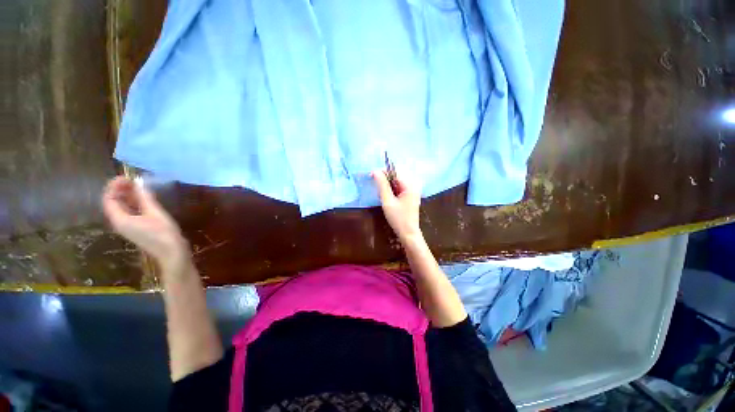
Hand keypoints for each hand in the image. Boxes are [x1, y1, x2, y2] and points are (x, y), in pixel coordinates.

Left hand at [102, 176, 188, 269]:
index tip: (127, 177)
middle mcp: (120, 222)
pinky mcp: (136, 228)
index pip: (109, 199)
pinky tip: (144, 199)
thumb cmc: (163, 233)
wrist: (172, 252)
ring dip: (127, 196)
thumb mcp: (155, 213)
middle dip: (120, 190)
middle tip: (133, 180)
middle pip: (113, 203)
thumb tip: (139, 182)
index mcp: (120, 219)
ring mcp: (128, 226)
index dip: (114, 186)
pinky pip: (129, 212)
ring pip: (121, 208)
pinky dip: (133, 203)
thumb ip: (145, 198)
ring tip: (139, 186)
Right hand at [371, 170, 422, 242]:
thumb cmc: (398, 219)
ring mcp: (413, 191)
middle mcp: (413, 185)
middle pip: (397, 175)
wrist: (408, 234)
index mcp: (410, 185)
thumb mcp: (388, 201)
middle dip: (385, 178)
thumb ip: (382, 185)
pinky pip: (400, 187)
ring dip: (388, 184)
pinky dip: (392, 189)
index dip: (383, 172)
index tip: (371, 175)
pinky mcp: (410, 196)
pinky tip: (387, 196)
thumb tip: (375, 171)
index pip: (395, 172)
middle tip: (375, 184)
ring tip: (380, 192)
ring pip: (398, 181)